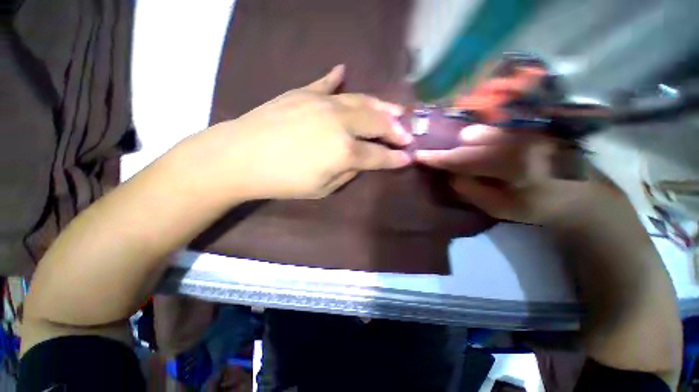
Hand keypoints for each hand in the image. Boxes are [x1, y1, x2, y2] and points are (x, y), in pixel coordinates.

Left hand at [193, 65, 412, 199]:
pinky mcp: (304, 92)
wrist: (240, 157)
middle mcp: (341, 124)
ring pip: (361, 101)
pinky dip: (337, 79)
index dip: (396, 158)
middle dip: (396, 129)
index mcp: (345, 153)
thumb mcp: (323, 189)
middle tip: (407, 133)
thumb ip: (348, 172)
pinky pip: (326, 84)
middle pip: (377, 123)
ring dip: (381, 106)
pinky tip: (344, 71)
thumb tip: (361, 160)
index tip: (409, 158)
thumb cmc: (284, 181)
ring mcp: (323, 103)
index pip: (379, 156)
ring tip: (396, 110)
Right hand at [415, 125, 593, 223]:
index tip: (418, 156)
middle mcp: (519, 140)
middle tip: (447, 162)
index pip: (464, 159)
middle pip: (470, 139)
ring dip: (466, 144)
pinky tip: (483, 148)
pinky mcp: (529, 126)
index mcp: (514, 166)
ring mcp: (526, 129)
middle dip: (453, 150)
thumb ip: (470, 190)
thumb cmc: (539, 207)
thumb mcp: (499, 208)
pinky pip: (493, 128)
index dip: (438, 158)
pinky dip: (480, 138)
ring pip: (480, 130)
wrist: (583, 194)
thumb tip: (452, 173)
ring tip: (468, 157)